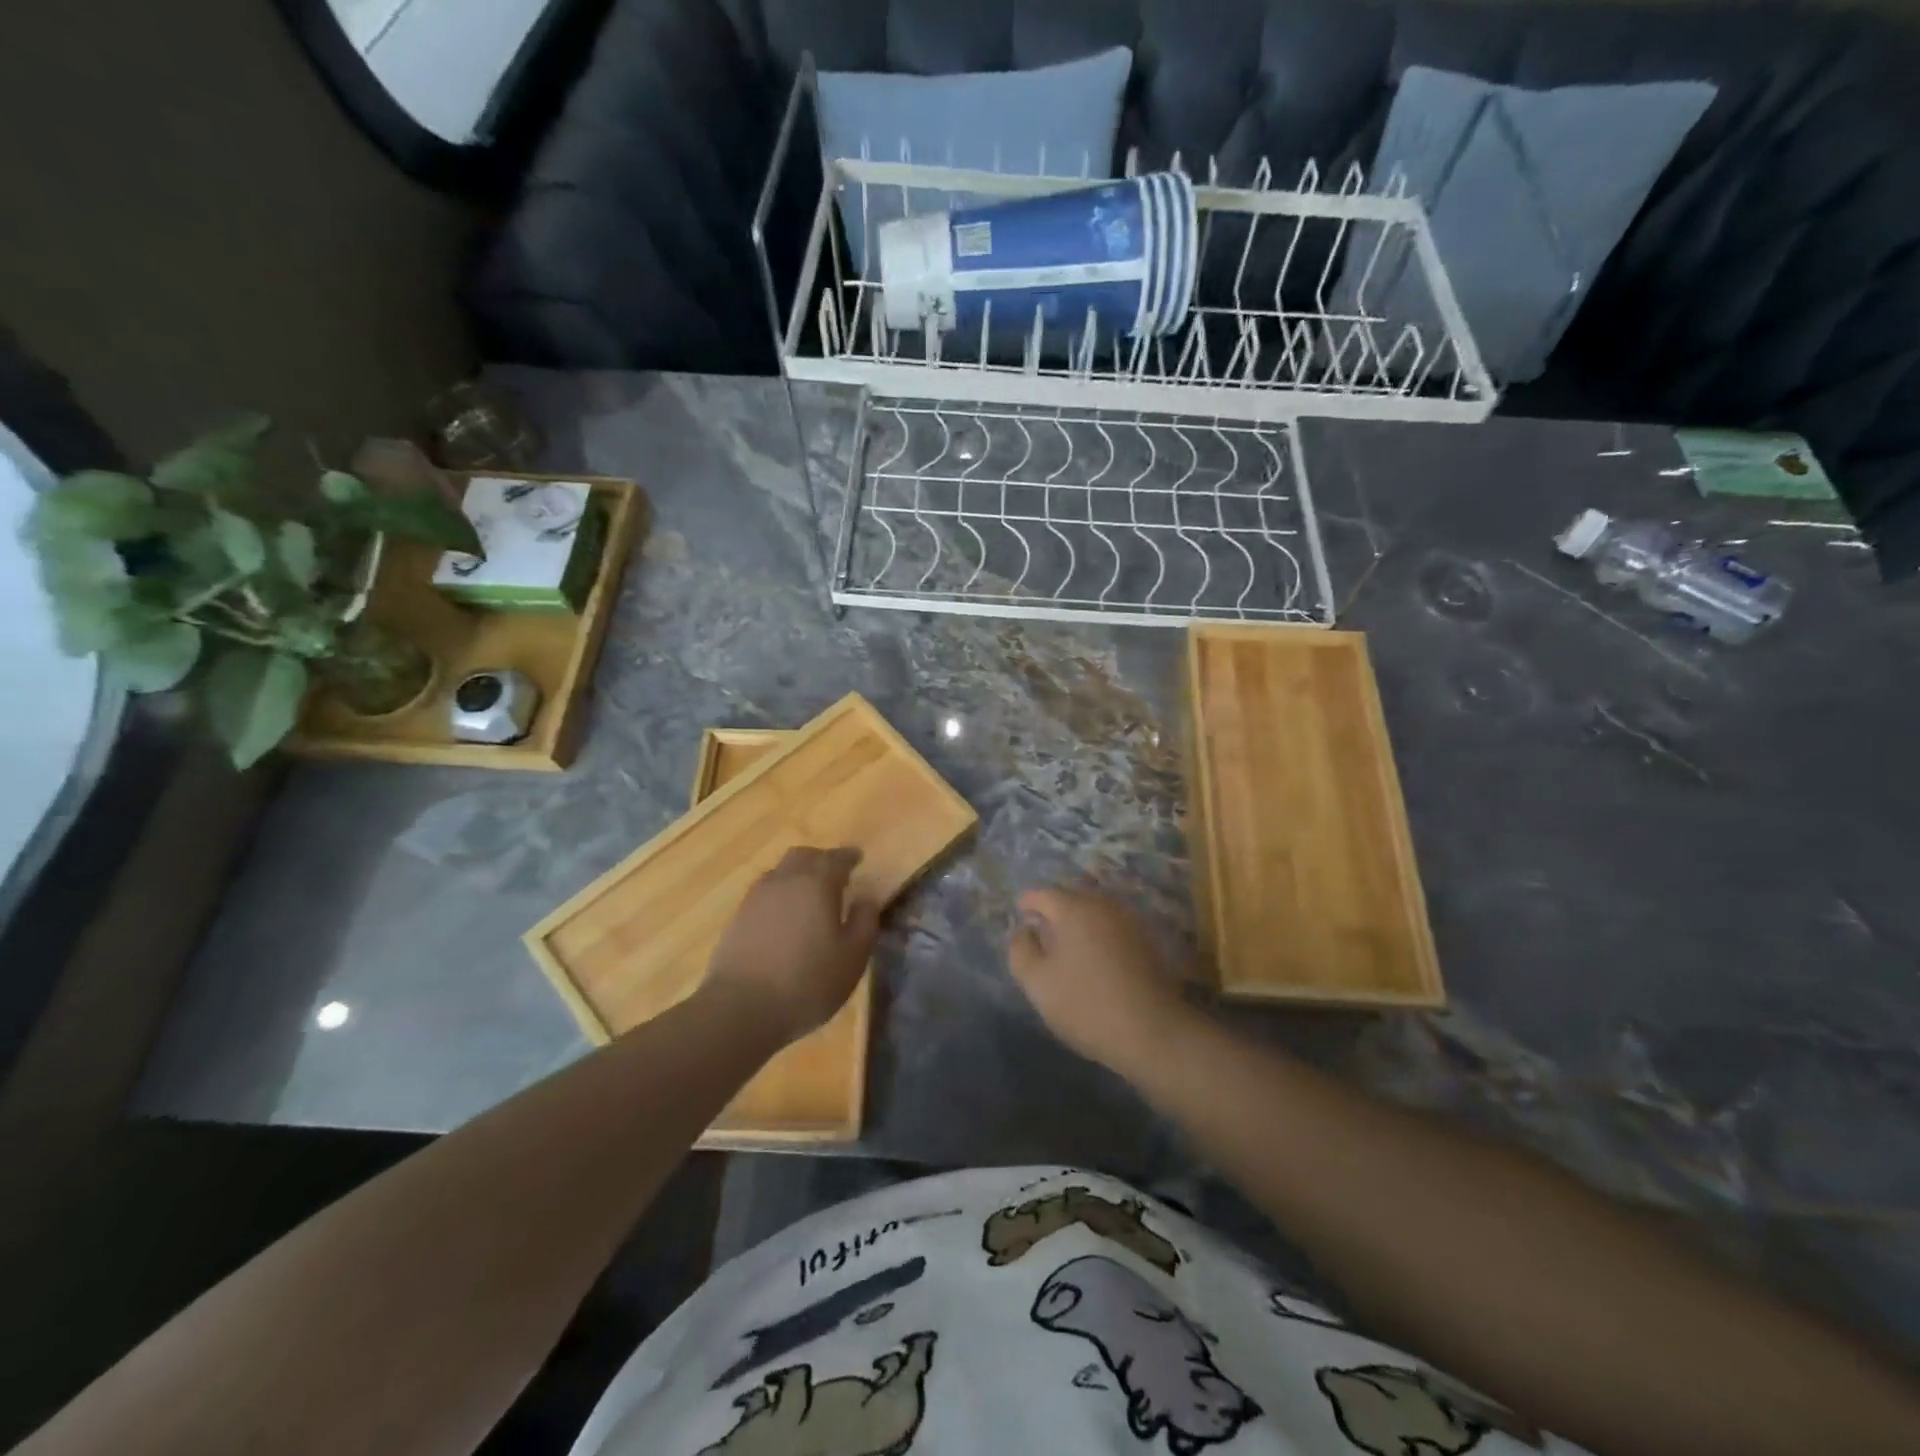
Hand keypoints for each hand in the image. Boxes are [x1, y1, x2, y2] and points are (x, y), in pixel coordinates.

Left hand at [703, 847, 879, 1044]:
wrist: (740, 1008)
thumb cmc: (808, 982)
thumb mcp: (853, 957)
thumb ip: (865, 922)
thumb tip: (867, 897)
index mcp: (817, 884)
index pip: (836, 858)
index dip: (848, 856)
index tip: (858, 858)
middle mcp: (785, 881)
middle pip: (803, 856)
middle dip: (821, 859)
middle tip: (834, 873)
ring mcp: (756, 898)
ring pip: (780, 872)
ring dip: (797, 875)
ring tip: (808, 894)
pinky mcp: (737, 918)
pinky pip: (764, 893)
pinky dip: (779, 895)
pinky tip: (784, 915)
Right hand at [1007, 886, 1189, 1072]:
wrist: (1151, 1031)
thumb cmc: (1085, 1004)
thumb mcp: (1037, 982)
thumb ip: (1021, 950)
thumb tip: (1024, 931)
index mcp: (1074, 909)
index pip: (1044, 894)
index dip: (1028, 901)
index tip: (1019, 912)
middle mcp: (1103, 906)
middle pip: (1072, 895)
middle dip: (1054, 905)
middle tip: (1040, 924)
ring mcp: (1128, 921)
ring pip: (1095, 908)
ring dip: (1078, 917)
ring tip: (1066, 938)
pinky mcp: (1145, 941)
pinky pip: (1112, 924)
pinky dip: (1098, 930)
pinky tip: (1093, 952)